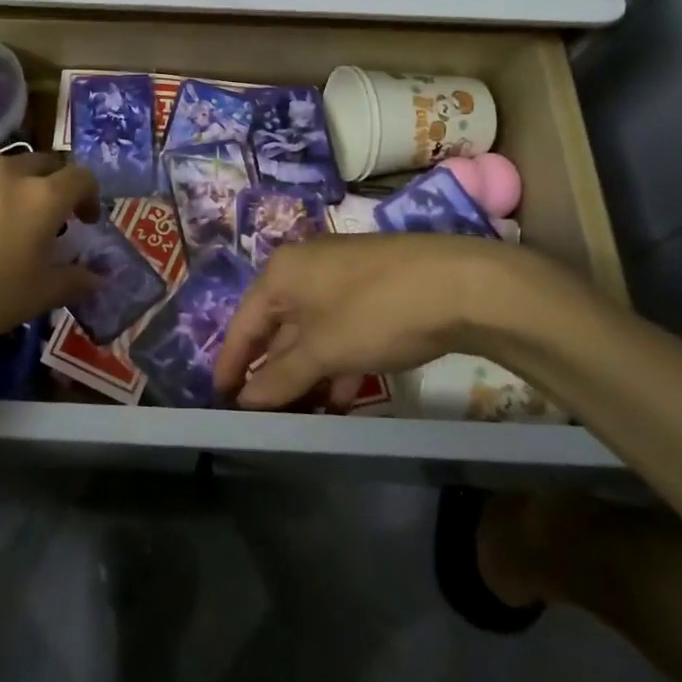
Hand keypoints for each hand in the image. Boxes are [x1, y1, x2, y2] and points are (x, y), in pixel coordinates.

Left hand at [0, 151, 100, 379]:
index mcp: (39, 196)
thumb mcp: (32, 299)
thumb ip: (72, 281)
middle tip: (47, 223)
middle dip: (52, 187)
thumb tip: (98, 275)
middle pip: (42, 164)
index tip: (86, 222)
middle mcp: (3, 172)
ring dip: (11, 188)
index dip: (90, 197)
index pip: (81, 177)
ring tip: (0, 224)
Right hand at [213, 234, 587, 409]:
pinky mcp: (373, 286)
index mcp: (281, 272)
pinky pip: (339, 327)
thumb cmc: (375, 312)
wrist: (461, 284)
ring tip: (306, 414)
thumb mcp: (323, 350)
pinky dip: (335, 359)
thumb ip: (281, 377)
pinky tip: (343, 394)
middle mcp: (305, 267)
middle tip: (267, 415)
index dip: (232, 363)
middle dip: (274, 372)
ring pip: (311, 330)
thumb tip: (245, 400)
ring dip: (306, 372)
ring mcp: (342, 274)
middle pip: (277, 326)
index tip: (220, 399)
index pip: (243, 323)